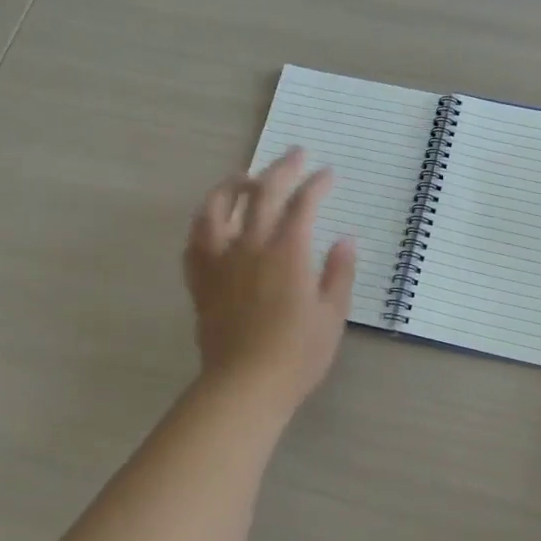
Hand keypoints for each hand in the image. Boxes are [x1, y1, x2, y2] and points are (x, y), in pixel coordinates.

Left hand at [184, 148, 356, 408]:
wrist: (244, 385)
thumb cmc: (297, 354)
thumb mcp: (332, 315)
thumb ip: (339, 273)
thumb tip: (345, 240)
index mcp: (287, 253)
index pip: (302, 205)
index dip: (316, 184)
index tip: (327, 174)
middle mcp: (250, 247)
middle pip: (262, 194)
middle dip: (281, 169)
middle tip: (295, 154)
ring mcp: (220, 262)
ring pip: (217, 208)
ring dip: (232, 185)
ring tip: (244, 177)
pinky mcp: (201, 281)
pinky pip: (195, 241)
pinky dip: (204, 222)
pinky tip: (212, 221)